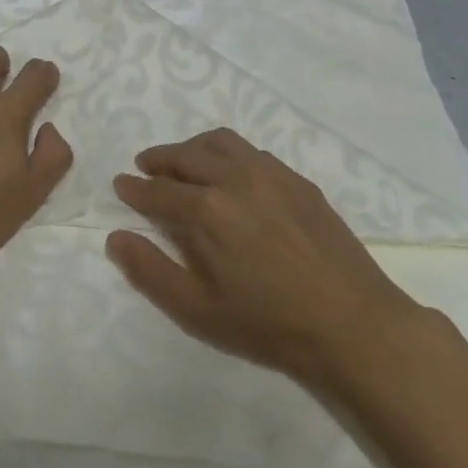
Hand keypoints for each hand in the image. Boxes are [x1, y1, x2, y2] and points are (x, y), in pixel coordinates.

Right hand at [109, 128, 428, 386]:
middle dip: (160, 159)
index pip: (159, 189)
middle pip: (187, 155)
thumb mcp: (197, 310)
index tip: (121, 184)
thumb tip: (115, 237)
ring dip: (193, 148)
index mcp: (207, 209)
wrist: (352, 324)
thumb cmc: (268, 324)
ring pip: (221, 143)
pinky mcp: (298, 181)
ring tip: (183, 161)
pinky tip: (231, 173)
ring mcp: (272, 174)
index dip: (135, 188)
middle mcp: (236, 178)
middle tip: (145, 167)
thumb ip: (150, 271)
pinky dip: (228, 154)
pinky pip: (253, 152)